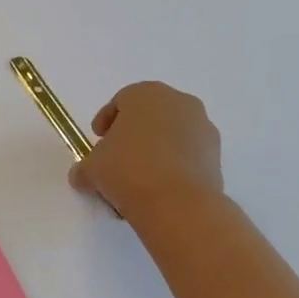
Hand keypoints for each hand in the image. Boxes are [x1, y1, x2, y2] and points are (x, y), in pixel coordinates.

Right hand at [68, 82, 224, 222]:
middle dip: (134, 133)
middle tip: (118, 156)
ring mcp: (202, 127)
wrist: (177, 203)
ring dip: (156, 149)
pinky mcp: (217, 154)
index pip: (121, 101)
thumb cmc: (128, 170)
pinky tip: (160, 186)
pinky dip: (175, 164)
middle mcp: (178, 102)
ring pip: (172, 133)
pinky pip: (188, 153)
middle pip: (149, 114)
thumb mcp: (92, 168)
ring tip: (140, 177)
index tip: (98, 138)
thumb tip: (81, 176)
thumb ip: (84, 167)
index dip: (106, 120)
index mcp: (145, 94)